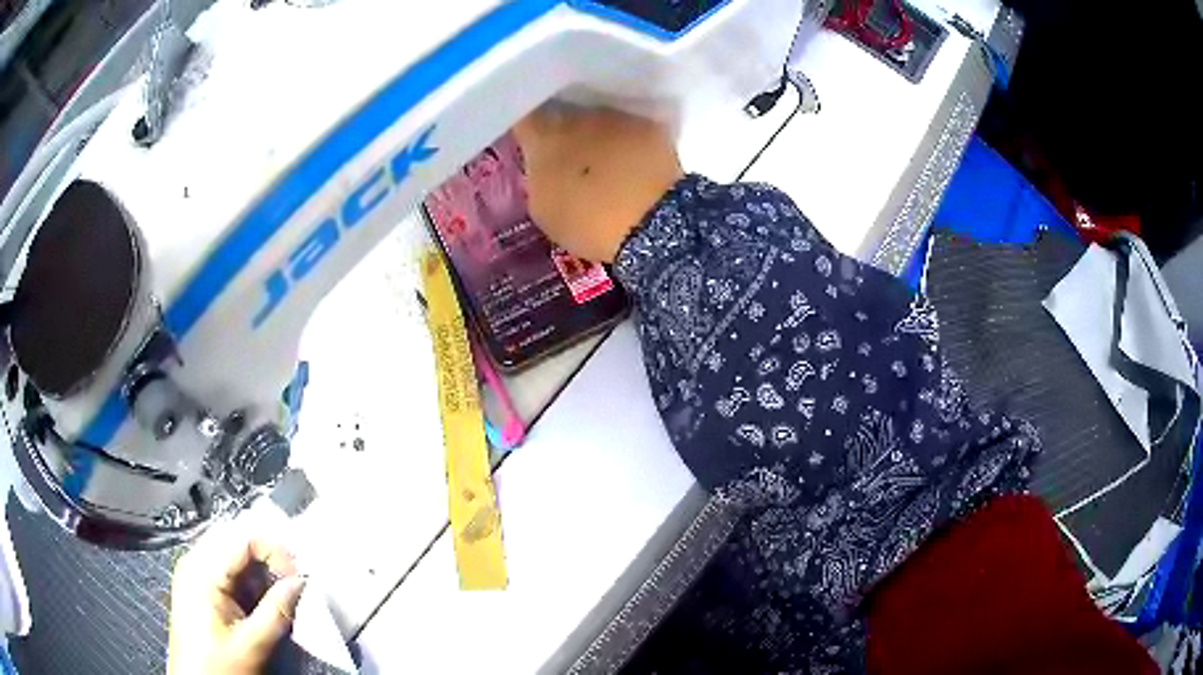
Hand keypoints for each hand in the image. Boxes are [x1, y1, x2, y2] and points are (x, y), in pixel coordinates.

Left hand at [167, 526, 305, 674]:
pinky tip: (258, 603)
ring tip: (277, 599)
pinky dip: (247, 581)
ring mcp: (193, 571)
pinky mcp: (197, 585)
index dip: (276, 551)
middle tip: (291, 586)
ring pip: (233, 554)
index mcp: (202, 570)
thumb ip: (277, 611)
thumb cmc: (219, 666)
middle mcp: (194, 560)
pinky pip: (226, 569)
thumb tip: (302, 582)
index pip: (244, 537)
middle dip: (268, 560)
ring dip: (259, 572)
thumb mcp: (252, 644)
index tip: (298, 579)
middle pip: (237, 540)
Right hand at [513, 106, 683, 262]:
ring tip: (605, 163)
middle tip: (569, 158)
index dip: (527, 131)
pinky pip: (631, 129)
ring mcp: (616, 117)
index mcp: (544, 136)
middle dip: (564, 132)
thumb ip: (539, 178)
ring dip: (598, 136)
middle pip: (563, 115)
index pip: (525, 120)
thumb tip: (543, 167)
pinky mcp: (650, 126)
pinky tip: (632, 164)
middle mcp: (577, 115)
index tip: (530, 145)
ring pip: (598, 120)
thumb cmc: (588, 222)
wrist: (652, 222)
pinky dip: (629, 143)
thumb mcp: (544, 208)